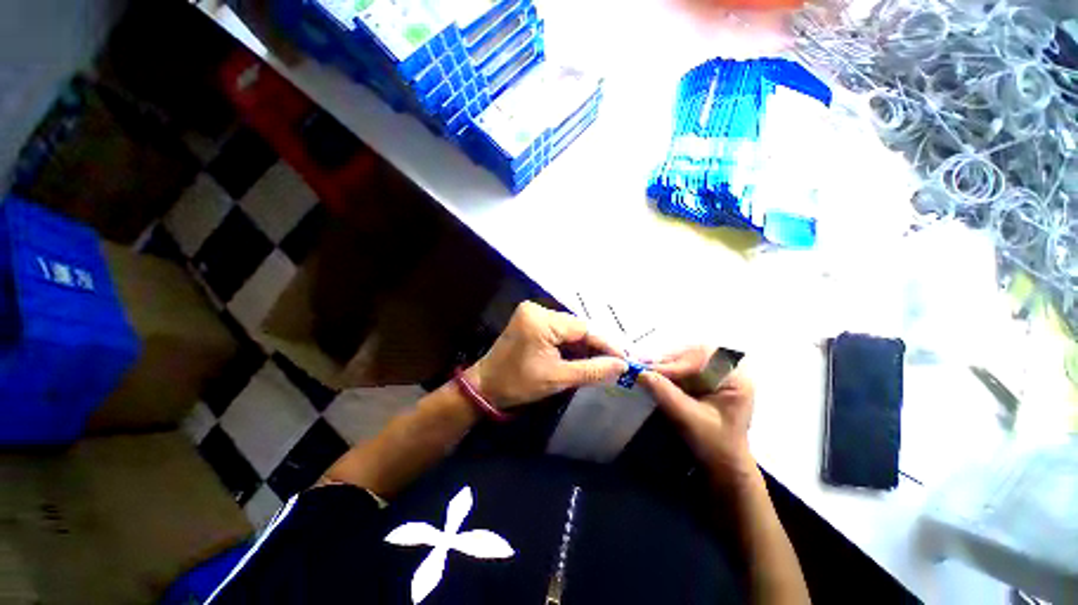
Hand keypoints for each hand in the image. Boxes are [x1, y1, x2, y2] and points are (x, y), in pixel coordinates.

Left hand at [465, 302, 627, 408]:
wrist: (486, 386)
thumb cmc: (518, 384)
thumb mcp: (558, 379)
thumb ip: (592, 370)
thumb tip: (622, 365)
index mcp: (541, 320)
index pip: (583, 329)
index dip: (606, 344)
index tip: (625, 359)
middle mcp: (537, 309)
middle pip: (577, 326)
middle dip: (596, 345)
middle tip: (616, 362)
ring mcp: (533, 313)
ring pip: (570, 328)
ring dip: (584, 345)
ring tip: (603, 361)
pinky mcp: (531, 319)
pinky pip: (559, 330)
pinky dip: (571, 344)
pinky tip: (582, 355)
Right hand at [638, 347, 757, 487]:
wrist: (723, 466)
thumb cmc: (714, 446)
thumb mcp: (689, 420)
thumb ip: (665, 394)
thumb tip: (640, 373)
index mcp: (736, 379)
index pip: (705, 358)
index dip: (677, 363)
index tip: (653, 370)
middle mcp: (729, 370)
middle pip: (695, 353)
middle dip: (670, 359)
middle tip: (647, 366)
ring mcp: (717, 374)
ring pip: (687, 357)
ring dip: (666, 363)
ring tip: (646, 369)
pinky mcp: (705, 379)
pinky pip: (683, 366)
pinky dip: (667, 369)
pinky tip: (654, 373)